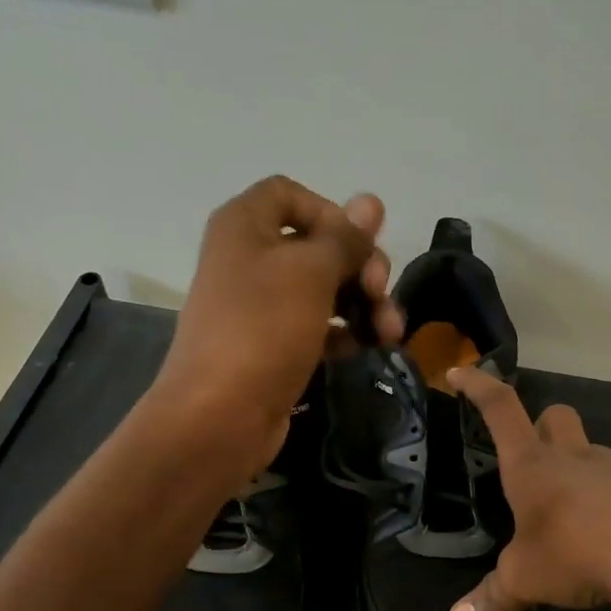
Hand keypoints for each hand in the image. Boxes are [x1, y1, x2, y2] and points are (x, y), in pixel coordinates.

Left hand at [155, 176, 402, 477]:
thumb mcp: (311, 273)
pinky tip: (366, 349)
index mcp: (245, 225)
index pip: (292, 195)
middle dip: (361, 267)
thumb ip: (346, 238)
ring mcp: (261, 305)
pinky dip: (345, 332)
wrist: (220, 415)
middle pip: (319, 245)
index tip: (358, 246)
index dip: (332, 214)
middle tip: (380, 294)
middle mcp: (250, 258)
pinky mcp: (274, 345)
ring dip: (364, 305)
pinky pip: (318, 325)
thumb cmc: (263, 329)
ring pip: (325, 288)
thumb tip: (370, 201)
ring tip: (390, 334)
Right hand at [446, 365, 610, 610]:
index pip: (501, 410)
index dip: (478, 387)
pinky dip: (606, 501)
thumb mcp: (524, 578)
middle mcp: (572, 458)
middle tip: (532, 454)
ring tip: (566, 511)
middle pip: (556, 416)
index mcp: (532, 465)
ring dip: (576, 467)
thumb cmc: (574, 551)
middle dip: (542, 424)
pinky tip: (603, 536)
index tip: (460, 372)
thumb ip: (492, 598)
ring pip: (590, 451)